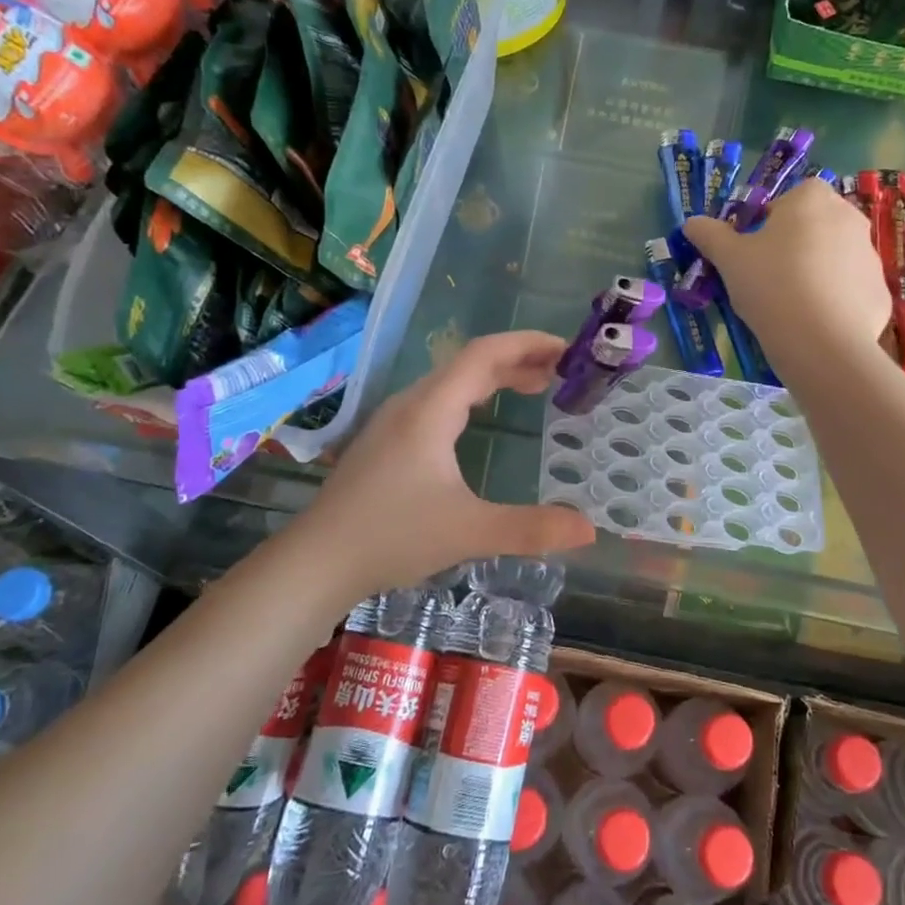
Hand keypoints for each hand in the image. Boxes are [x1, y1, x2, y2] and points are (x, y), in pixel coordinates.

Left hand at [277, 330, 597, 596]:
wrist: (316, 561)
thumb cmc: (391, 537)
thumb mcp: (468, 531)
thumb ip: (530, 528)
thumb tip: (589, 529)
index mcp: (431, 409)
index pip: (485, 353)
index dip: (528, 343)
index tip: (566, 349)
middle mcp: (412, 403)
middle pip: (470, 362)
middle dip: (519, 359)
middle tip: (562, 372)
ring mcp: (394, 420)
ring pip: (452, 381)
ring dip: (495, 376)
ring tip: (535, 387)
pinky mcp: (386, 439)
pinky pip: (438, 399)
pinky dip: (473, 395)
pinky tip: (480, 417)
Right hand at [684, 181, 891, 365]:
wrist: (821, 341)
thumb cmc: (771, 284)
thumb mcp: (729, 259)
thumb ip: (710, 235)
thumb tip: (691, 222)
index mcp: (812, 199)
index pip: (791, 196)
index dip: (770, 220)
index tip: (754, 248)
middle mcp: (849, 217)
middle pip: (816, 224)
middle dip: (795, 243)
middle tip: (768, 275)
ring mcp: (870, 256)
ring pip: (835, 257)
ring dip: (816, 271)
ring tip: (790, 303)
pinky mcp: (880, 292)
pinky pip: (851, 289)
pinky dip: (835, 300)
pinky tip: (814, 323)